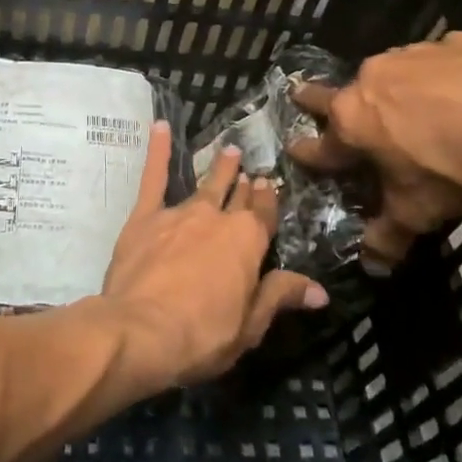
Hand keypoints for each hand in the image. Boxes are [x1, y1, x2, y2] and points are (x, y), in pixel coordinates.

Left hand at [94, 121, 328, 390]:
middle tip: (251, 169)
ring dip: (218, 169)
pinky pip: (153, 178)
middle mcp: (218, 219)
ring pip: (204, 186)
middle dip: (246, 185)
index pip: (264, 216)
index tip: (270, 185)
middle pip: (236, 198)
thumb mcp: (250, 326)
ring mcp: (180, 214)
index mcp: (248, 243)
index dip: (268, 201)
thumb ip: (281, 297)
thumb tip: (320, 290)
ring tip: (229, 151)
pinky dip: (157, 150)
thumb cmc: (202, 335)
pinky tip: (158, 125)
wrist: (141, 331)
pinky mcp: (145, 217)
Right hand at [290, 32, 461, 267]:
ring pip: (389, 73)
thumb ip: (389, 235)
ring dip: (391, 89)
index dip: (308, 153)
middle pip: (337, 93)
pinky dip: (442, 76)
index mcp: (353, 122)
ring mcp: (413, 55)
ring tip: (411, 105)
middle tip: (302, 95)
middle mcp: (371, 81)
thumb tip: (372, 266)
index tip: (294, 149)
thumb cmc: (456, 170)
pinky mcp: (456, 42)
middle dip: (317, 99)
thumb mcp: (420, 212)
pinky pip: (438, 60)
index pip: (320, 145)